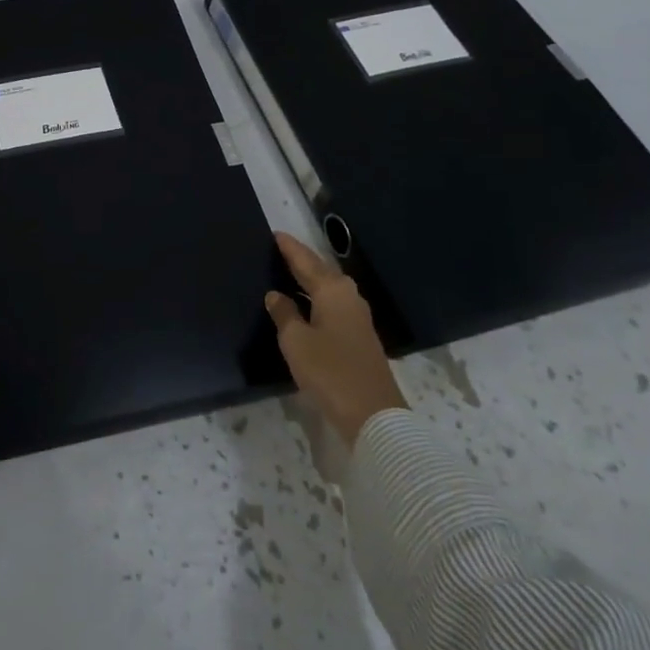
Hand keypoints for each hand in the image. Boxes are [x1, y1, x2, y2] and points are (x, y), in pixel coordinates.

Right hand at [265, 231, 405, 445]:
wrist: (373, 415)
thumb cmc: (330, 371)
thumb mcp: (296, 341)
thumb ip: (284, 314)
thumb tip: (276, 295)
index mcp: (332, 291)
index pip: (306, 261)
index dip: (290, 248)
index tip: (276, 234)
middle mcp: (348, 297)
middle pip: (321, 271)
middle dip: (302, 260)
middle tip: (281, 250)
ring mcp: (357, 317)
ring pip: (329, 288)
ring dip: (311, 279)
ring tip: (289, 272)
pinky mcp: (360, 337)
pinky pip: (333, 304)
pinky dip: (317, 297)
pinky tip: (306, 304)